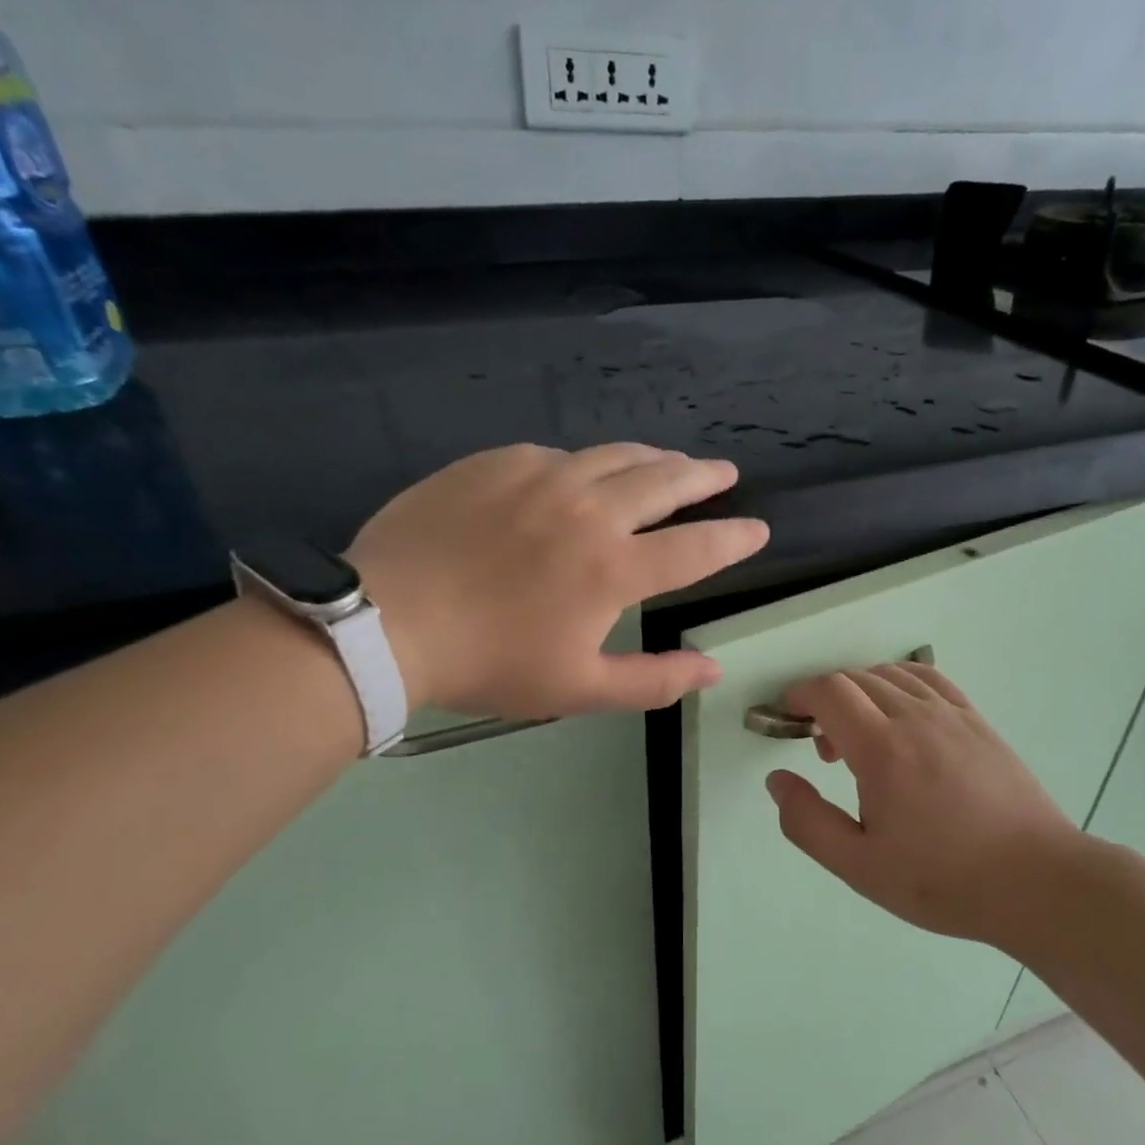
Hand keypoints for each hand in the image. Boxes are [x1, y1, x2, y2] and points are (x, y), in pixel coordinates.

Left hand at [349, 443, 767, 717]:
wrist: (387, 622)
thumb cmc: (490, 663)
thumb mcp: (578, 689)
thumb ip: (653, 680)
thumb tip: (713, 670)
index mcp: (614, 568)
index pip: (697, 547)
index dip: (734, 539)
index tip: (757, 530)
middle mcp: (589, 510)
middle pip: (665, 480)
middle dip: (703, 477)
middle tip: (723, 473)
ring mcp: (541, 476)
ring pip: (615, 455)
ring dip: (652, 459)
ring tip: (669, 463)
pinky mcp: (498, 462)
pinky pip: (559, 454)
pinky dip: (586, 464)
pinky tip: (582, 474)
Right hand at [764, 662, 1092, 947]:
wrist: (1036, 881)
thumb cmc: (943, 880)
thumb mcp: (860, 866)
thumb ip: (807, 822)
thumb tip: (777, 780)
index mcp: (882, 749)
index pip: (830, 692)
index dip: (800, 695)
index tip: (788, 717)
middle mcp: (915, 717)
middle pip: (856, 679)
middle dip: (826, 700)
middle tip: (824, 751)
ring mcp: (951, 714)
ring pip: (890, 675)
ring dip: (861, 693)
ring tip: (862, 739)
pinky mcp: (977, 721)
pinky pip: (928, 679)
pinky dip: (899, 683)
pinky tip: (901, 714)